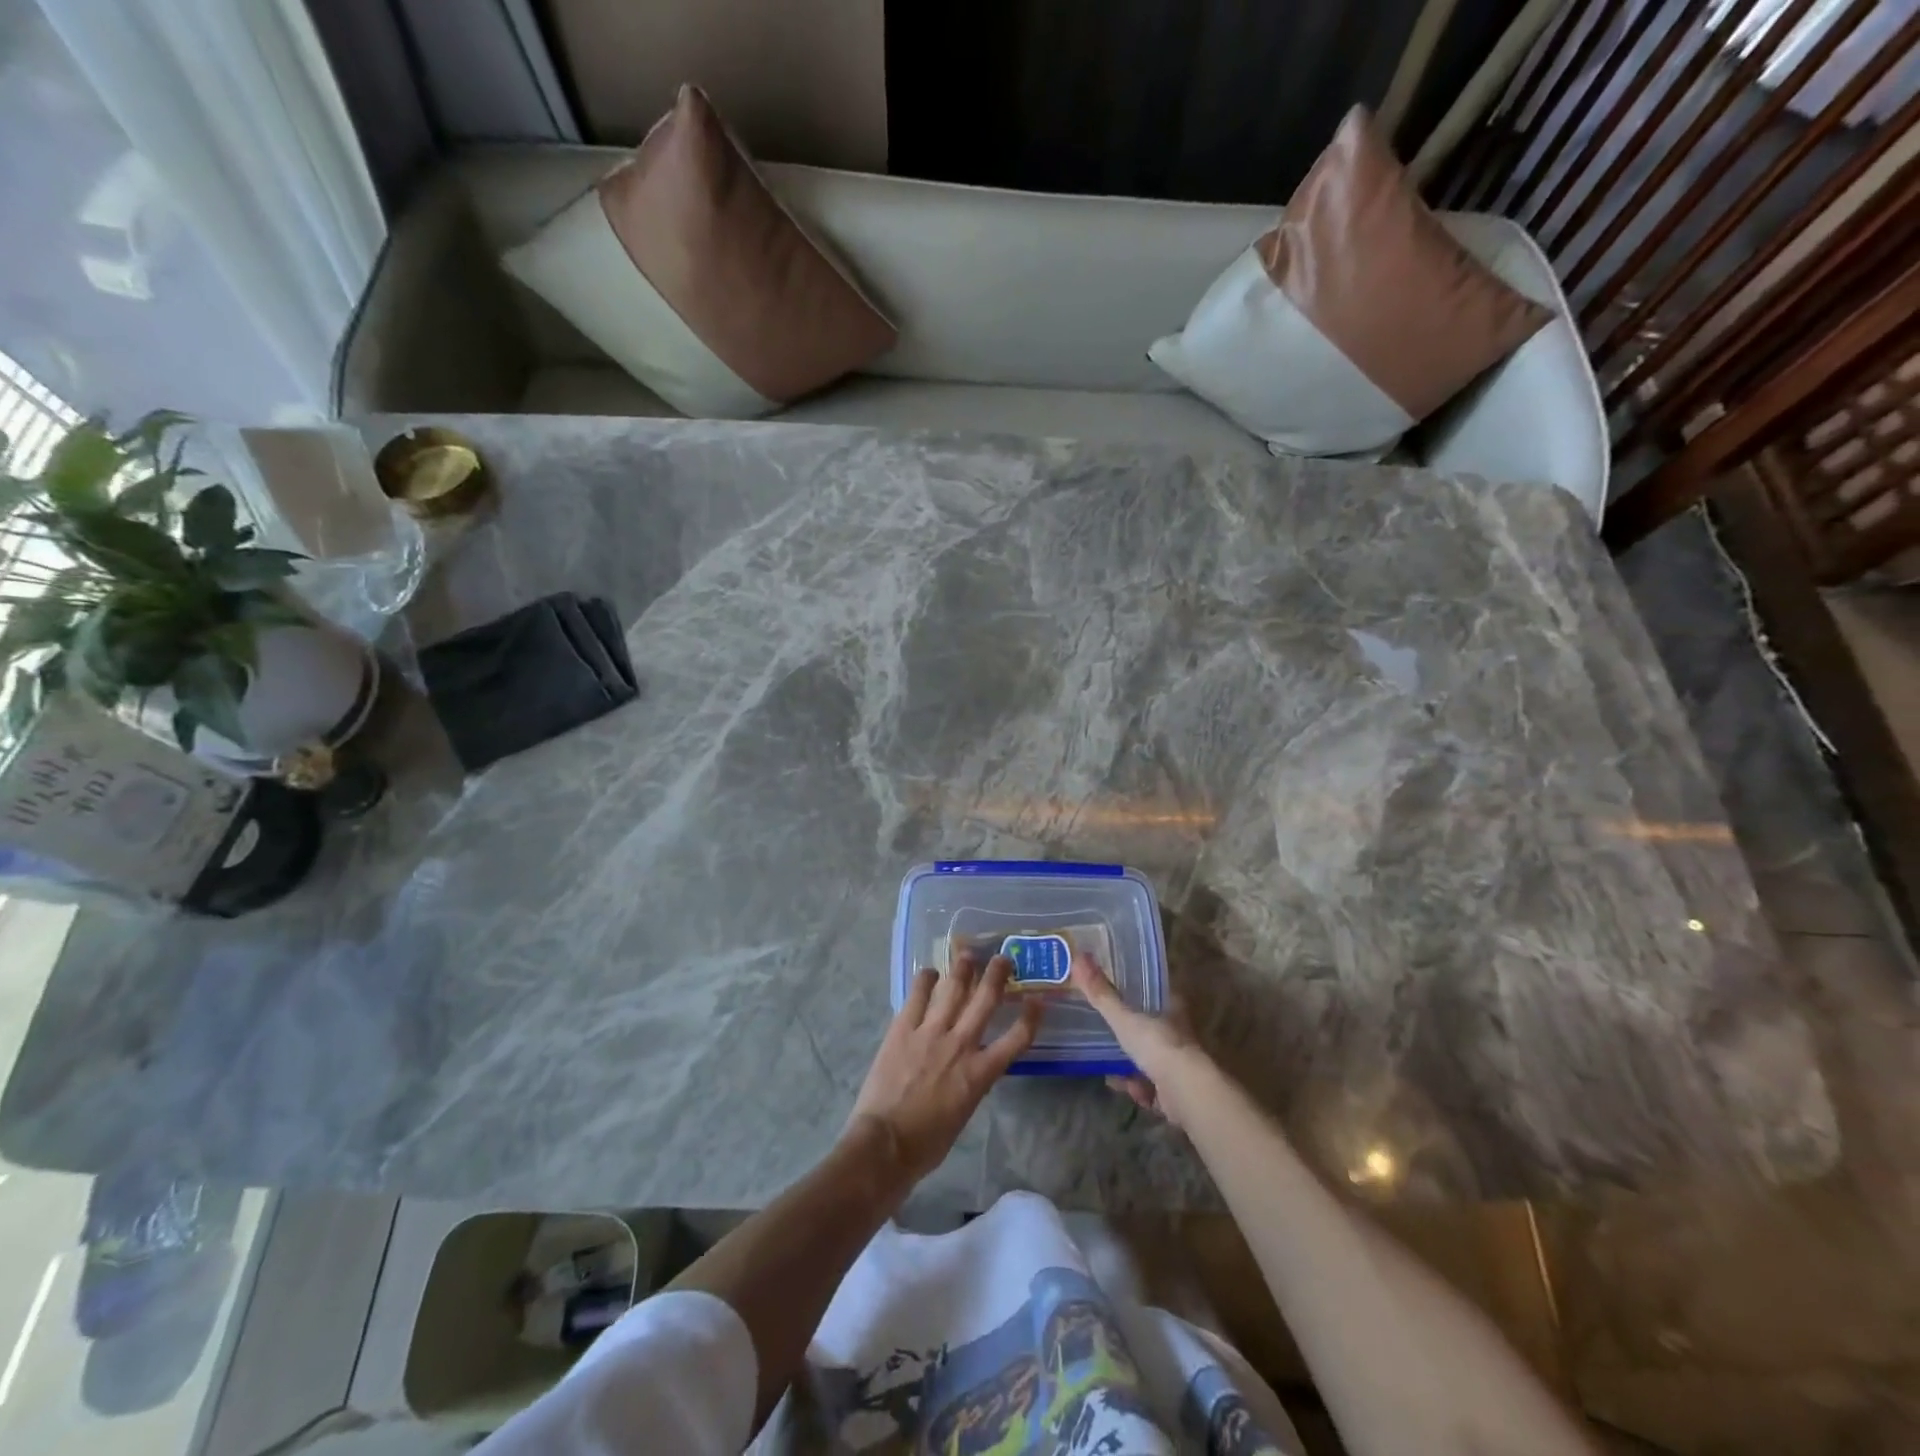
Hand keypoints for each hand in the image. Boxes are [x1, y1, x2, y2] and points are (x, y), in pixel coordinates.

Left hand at [846, 952, 1041, 1188]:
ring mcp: (930, 1032)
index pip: (1016, 1040)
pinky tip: (929, 972)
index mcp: (980, 1073)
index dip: (1031, 1017)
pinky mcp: (903, 1028)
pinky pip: (918, 995)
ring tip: (968, 953)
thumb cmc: (927, 1142)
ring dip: (962, 968)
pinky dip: (925, 980)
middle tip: (1003, 958)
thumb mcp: (963, 1114)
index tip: (1037, 1000)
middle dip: (997, 976)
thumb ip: (971, 1083)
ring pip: (953, 990)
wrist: (885, 1144)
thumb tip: (971, 1067)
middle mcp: (960, 1045)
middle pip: (985, 1001)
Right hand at [1069, 952, 1204, 1125]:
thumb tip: (1079, 957)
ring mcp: (1178, 1063)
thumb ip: (1101, 994)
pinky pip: (1150, 1086)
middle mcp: (1178, 1033)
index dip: (1137, 993)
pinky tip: (1119, 1085)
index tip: (1115, 993)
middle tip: (1104, 1031)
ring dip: (1130, 1064)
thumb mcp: (1123, 1018)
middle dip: (1129, 1034)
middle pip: (1150, 1027)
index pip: (1154, 994)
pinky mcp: (1176, 1091)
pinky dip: (1135, 1087)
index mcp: (1172, 1009)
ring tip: (1107, 1063)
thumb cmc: (1157, 1045)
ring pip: (1150, 1059)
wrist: (1185, 1092)